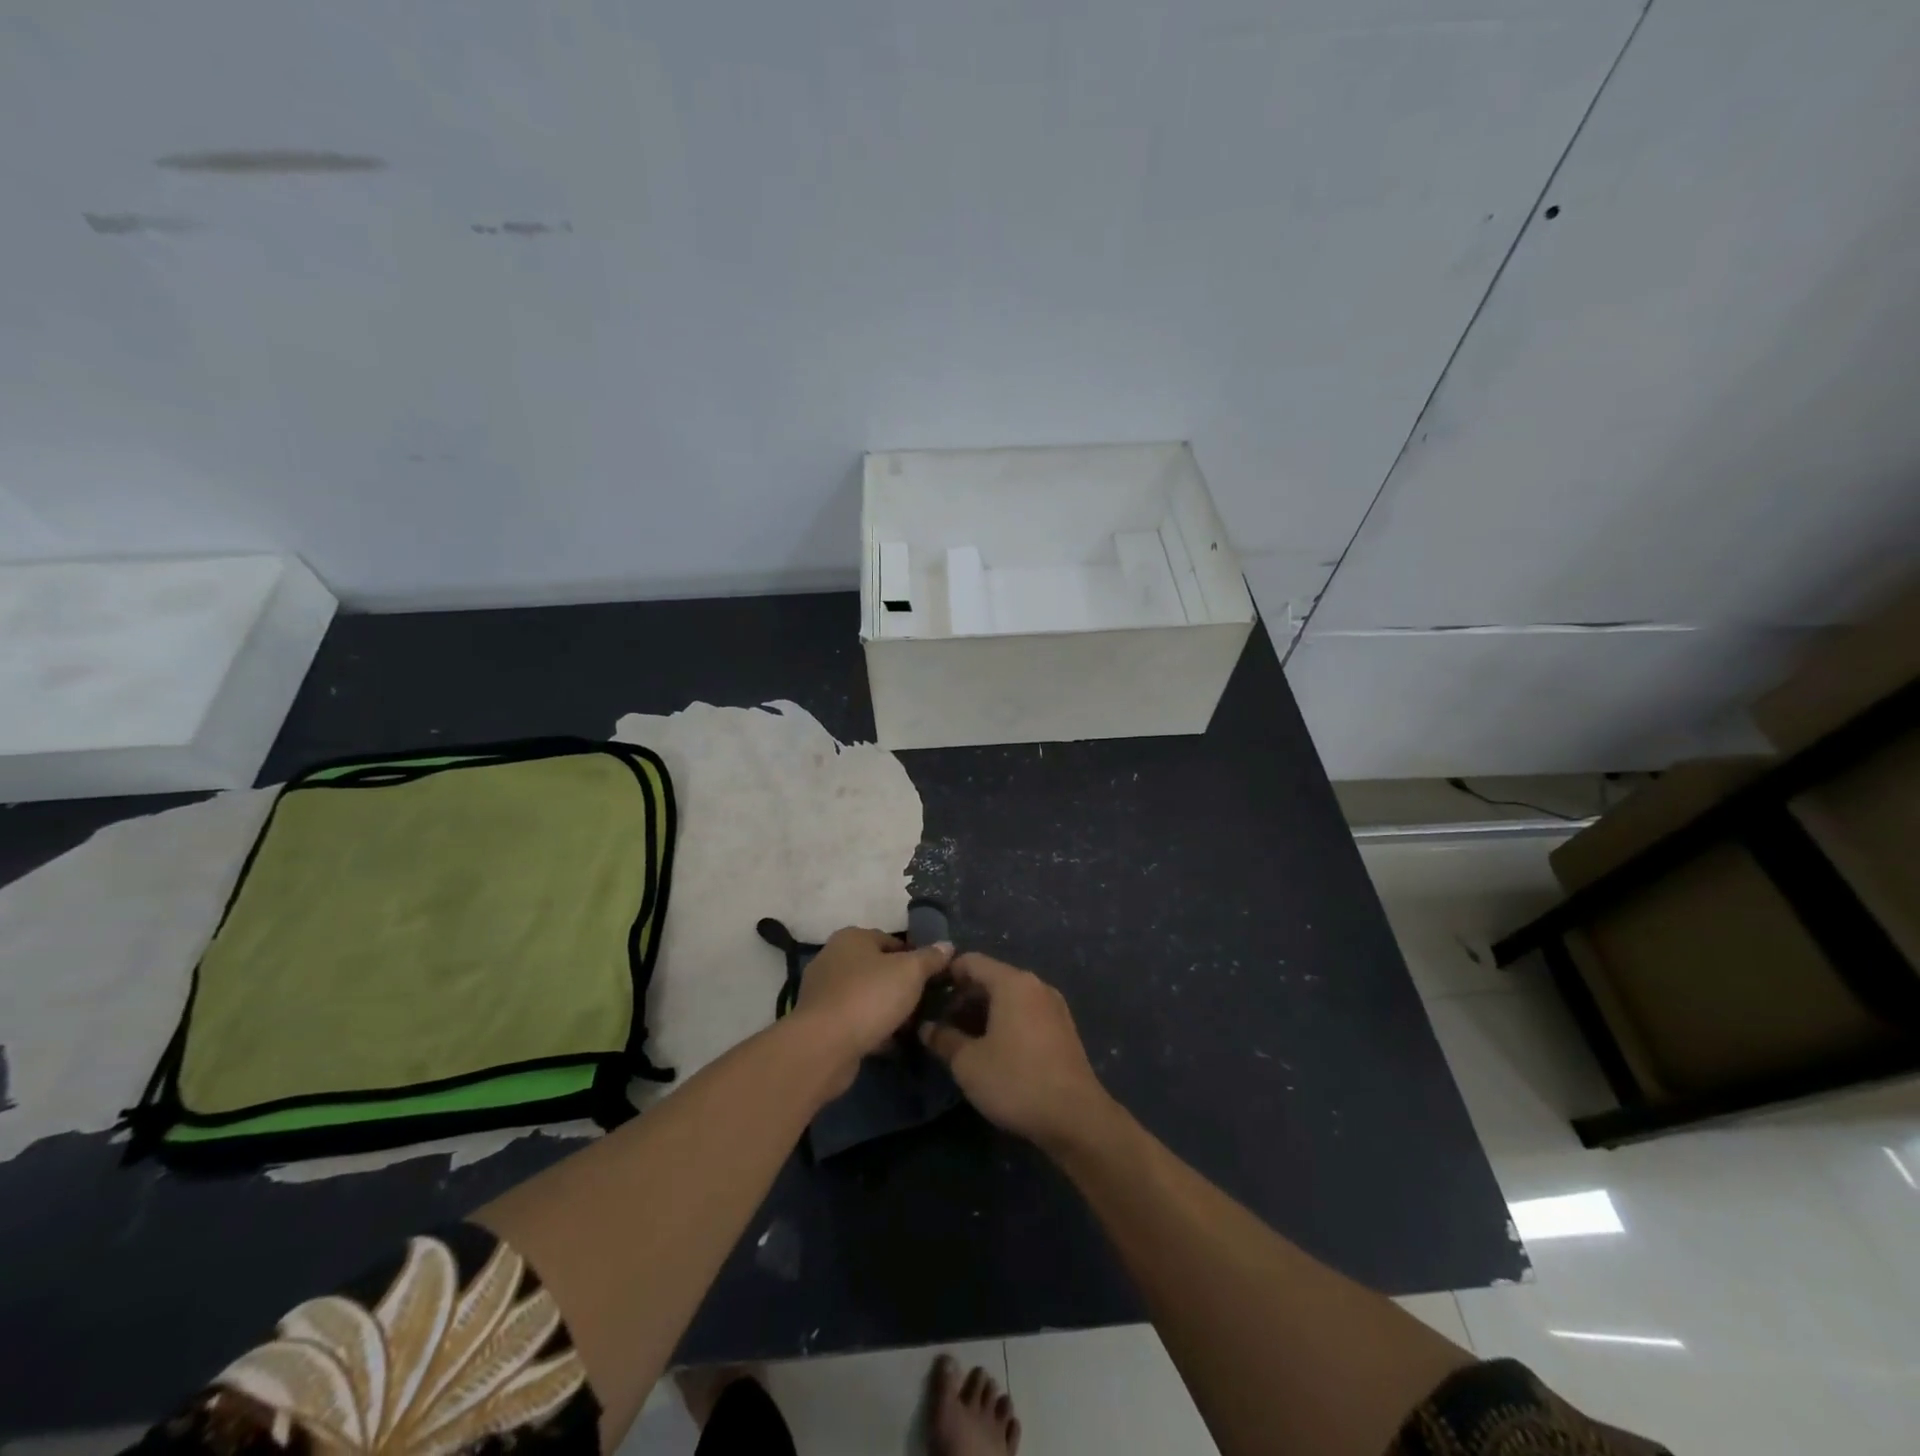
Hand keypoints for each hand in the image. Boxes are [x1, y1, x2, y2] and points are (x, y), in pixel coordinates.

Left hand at [793, 927, 952, 1089]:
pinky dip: (871, 1027)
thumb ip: (930, 958)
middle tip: (924, 1003)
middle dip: (900, 985)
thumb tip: (947, 945)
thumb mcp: (910, 972)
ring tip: (910, 1025)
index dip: (915, 958)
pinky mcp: (819, 1022)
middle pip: (877, 968)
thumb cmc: (870, 997)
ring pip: (866, 995)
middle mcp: (832, 958)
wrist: (824, 1046)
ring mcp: (822, 991)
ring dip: (886, 1008)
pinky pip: (854, 1019)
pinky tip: (890, 1042)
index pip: (892, 941)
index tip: (932, 979)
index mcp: (851, 937)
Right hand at [920, 953, 1115, 1153]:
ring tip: (963, 1040)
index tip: (926, 996)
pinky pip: (1025, 1012)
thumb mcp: (968, 1063)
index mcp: (1012, 982)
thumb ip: (943, 1039)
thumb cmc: (1016, 1081)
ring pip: (1009, 997)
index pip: (971, 962)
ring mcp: (1053, 1006)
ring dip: (984, 1012)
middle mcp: (1035, 985)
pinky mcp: (1063, 1028)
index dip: (946, 975)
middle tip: (942, 1025)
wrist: (1075, 1117)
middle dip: (963, 998)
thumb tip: (926, 1028)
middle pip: (991, 978)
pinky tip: (993, 1049)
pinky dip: (1005, 1021)